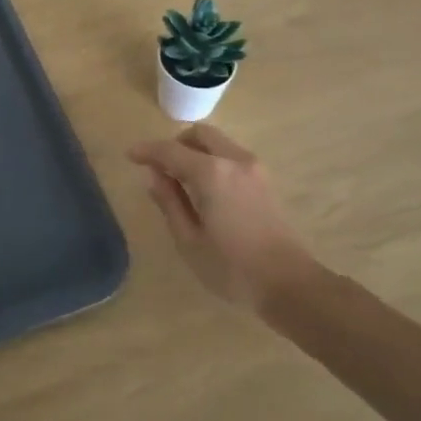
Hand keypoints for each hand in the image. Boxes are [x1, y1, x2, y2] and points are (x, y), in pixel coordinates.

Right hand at [127, 125, 320, 312]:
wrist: (290, 285)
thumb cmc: (232, 268)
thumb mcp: (189, 240)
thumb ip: (169, 201)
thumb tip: (153, 175)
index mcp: (211, 173)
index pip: (170, 150)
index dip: (147, 151)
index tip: (130, 156)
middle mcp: (234, 160)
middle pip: (199, 134)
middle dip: (175, 144)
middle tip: (159, 166)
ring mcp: (254, 168)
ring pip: (217, 143)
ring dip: (195, 151)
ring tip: (181, 180)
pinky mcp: (265, 180)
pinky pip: (231, 156)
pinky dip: (213, 160)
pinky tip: (205, 188)